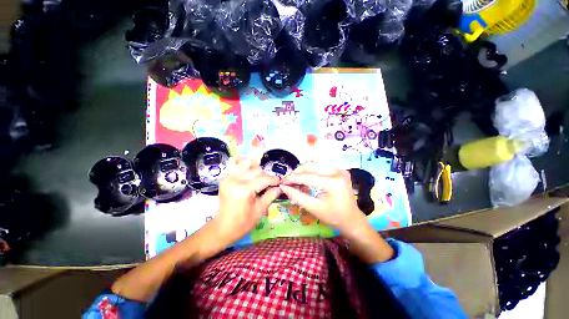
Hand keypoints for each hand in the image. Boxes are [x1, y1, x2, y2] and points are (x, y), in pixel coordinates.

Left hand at [213, 157, 281, 243]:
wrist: (222, 228)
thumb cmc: (242, 223)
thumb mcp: (259, 210)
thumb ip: (271, 195)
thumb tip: (280, 187)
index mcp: (243, 190)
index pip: (263, 179)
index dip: (274, 180)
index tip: (280, 182)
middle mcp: (235, 180)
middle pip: (256, 170)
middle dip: (266, 177)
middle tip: (270, 185)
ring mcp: (229, 178)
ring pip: (249, 167)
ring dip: (257, 173)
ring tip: (260, 183)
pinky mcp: (226, 178)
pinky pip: (240, 169)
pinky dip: (248, 171)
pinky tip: (251, 179)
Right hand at [280, 163, 393, 262]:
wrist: (352, 219)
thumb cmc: (334, 217)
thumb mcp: (314, 208)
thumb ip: (297, 196)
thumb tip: (284, 187)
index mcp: (334, 182)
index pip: (308, 177)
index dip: (293, 178)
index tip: (282, 181)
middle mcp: (338, 172)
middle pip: (311, 166)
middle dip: (297, 173)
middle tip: (288, 180)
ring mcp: (339, 170)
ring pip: (315, 165)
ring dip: (303, 172)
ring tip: (295, 180)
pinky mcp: (339, 171)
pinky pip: (320, 168)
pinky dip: (311, 173)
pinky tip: (305, 179)